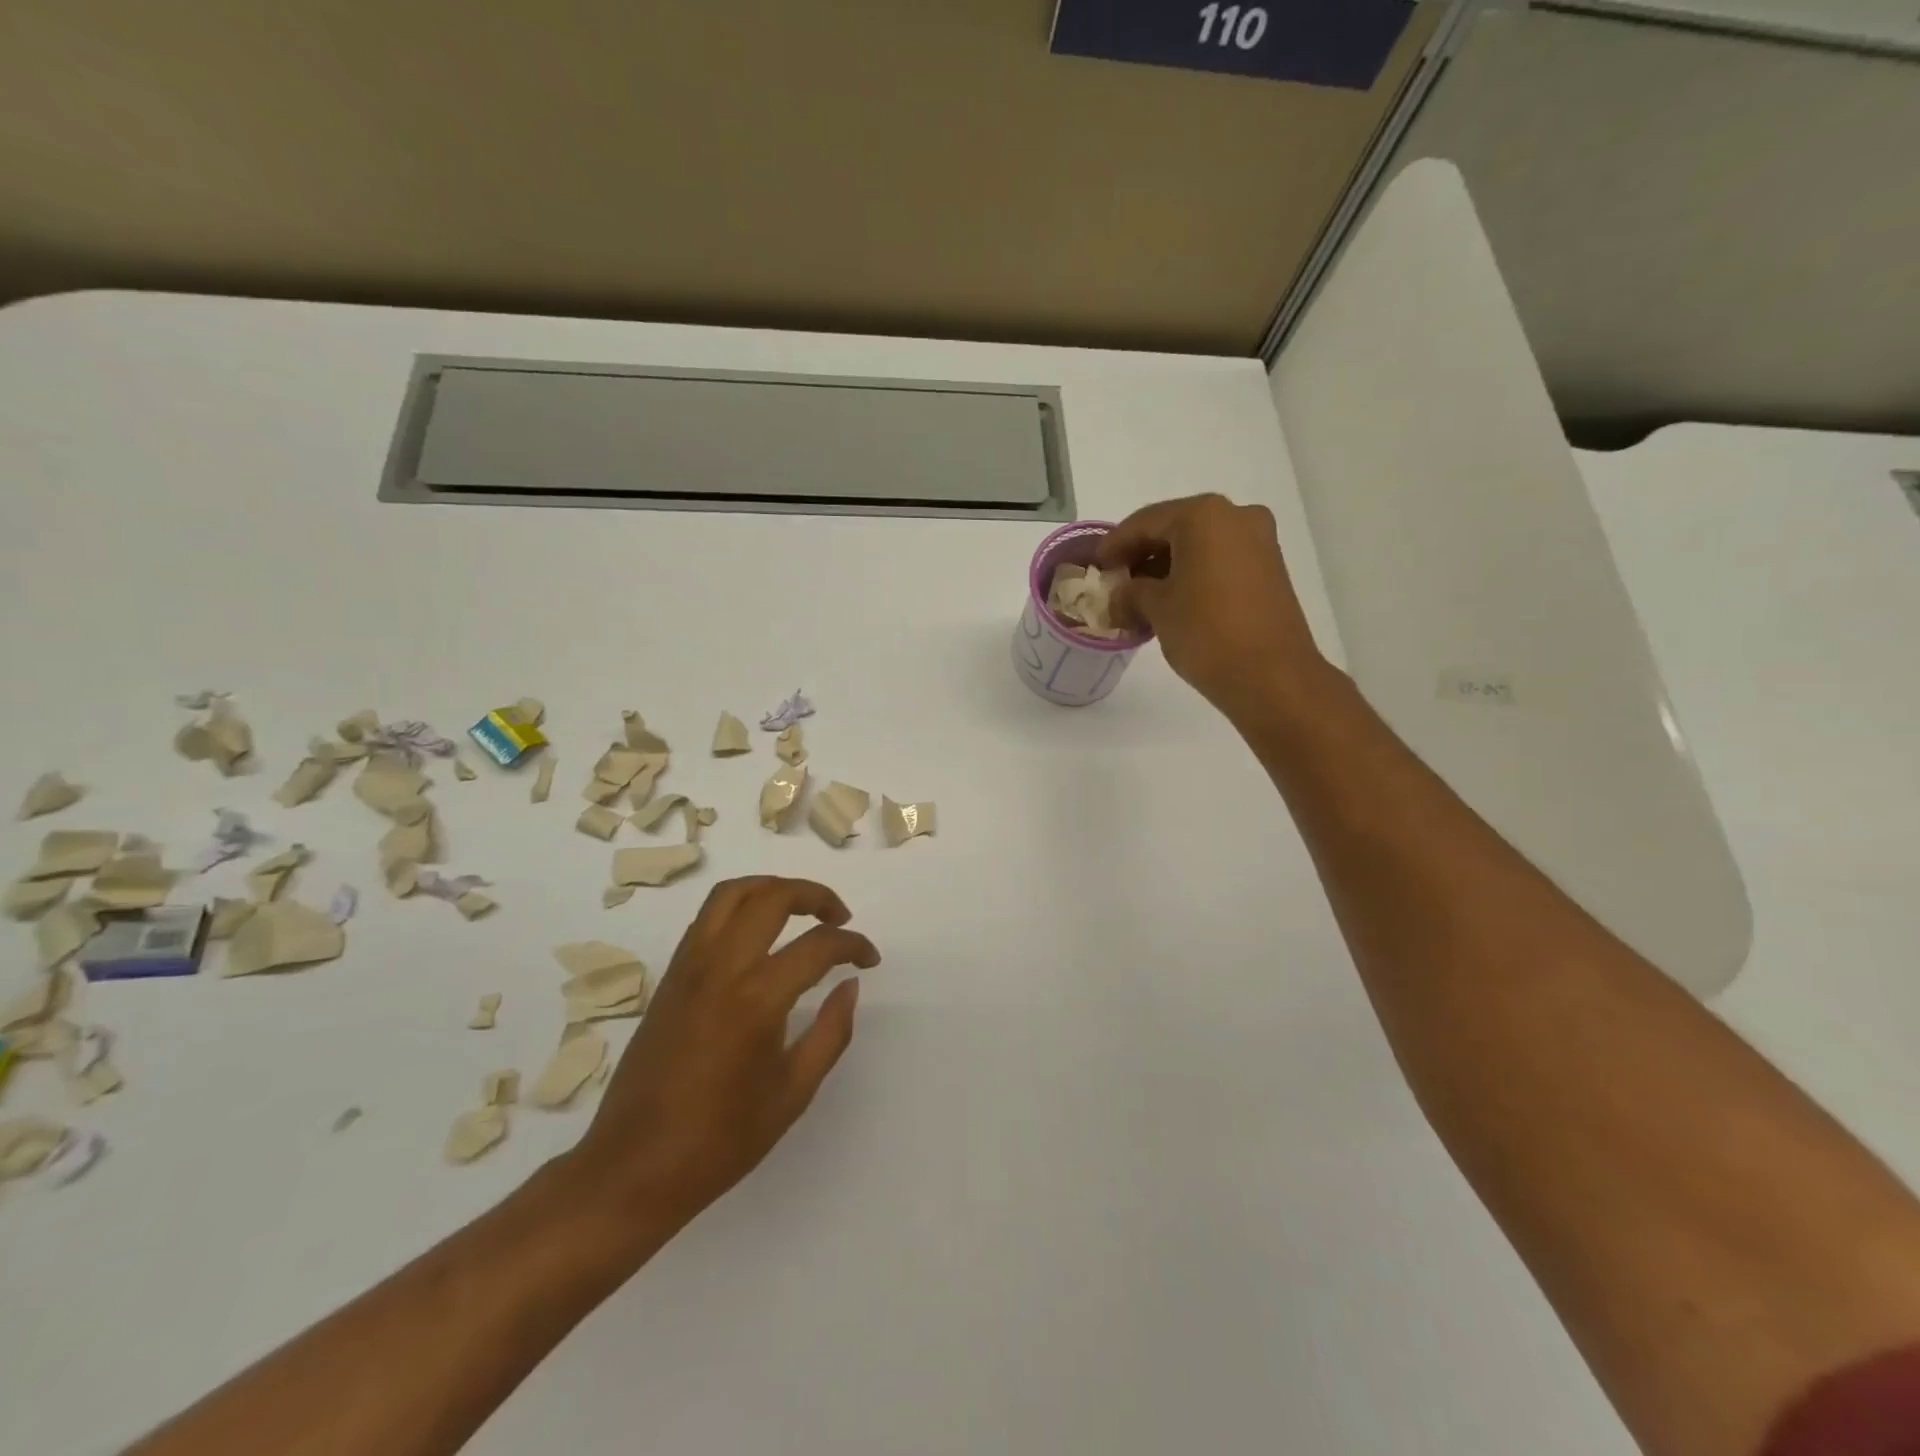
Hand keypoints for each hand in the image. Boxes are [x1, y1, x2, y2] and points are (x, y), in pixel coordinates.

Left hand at [569, 876, 879, 1239]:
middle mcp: (720, 968)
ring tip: (800, 911)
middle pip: (772, 897)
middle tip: (839, 918)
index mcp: (756, 999)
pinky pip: (708, 918)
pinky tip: (759, 936)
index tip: (869, 959)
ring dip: (773, 889)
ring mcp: (689, 967)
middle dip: (815, 895)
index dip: (853, 945)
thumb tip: (849, 986)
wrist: (632, 1169)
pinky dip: (741, 908)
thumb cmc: (720, 1141)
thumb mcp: (793, 1093)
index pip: (818, 945)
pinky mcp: (669, 976)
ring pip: (732, 894)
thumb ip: (831, 1032)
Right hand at [1097, 493, 1325, 715]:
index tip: (1096, 566)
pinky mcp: (1269, 569)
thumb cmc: (1206, 632)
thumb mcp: (1156, 609)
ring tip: (1139, 600)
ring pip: (1198, 546)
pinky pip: (1219, 561)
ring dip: (1166, 568)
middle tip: (1116, 583)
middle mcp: (1235, 516)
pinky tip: (1171, 603)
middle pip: (1174, 529)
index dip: (1115, 544)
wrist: (1271, 676)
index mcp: (1204, 515)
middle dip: (1142, 556)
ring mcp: (1258, 542)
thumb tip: (1121, 595)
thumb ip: (1131, 592)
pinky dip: (1192, 576)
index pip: (1145, 521)